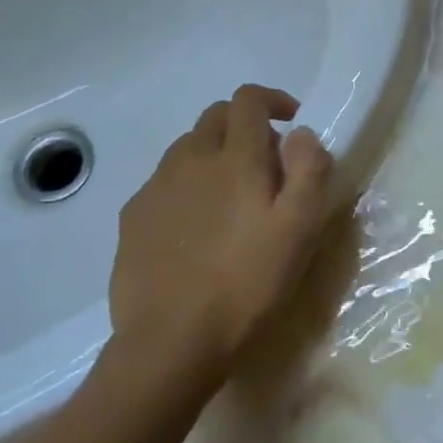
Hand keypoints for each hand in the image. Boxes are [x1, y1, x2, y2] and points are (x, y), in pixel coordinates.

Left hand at [107, 84, 333, 382]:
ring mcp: (155, 188)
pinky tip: (197, 227)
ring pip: (187, 148)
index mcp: (235, 158)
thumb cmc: (247, 284)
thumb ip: (309, 171)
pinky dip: (187, 185)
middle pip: (215, 117)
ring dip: (214, 154)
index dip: (273, 100)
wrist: (171, 342)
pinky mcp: (132, 218)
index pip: (248, 100)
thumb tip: (301, 133)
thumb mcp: (300, 230)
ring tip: (232, 196)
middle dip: (245, 125)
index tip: (292, 123)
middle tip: (267, 164)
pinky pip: (164, 182)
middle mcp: (190, 160)